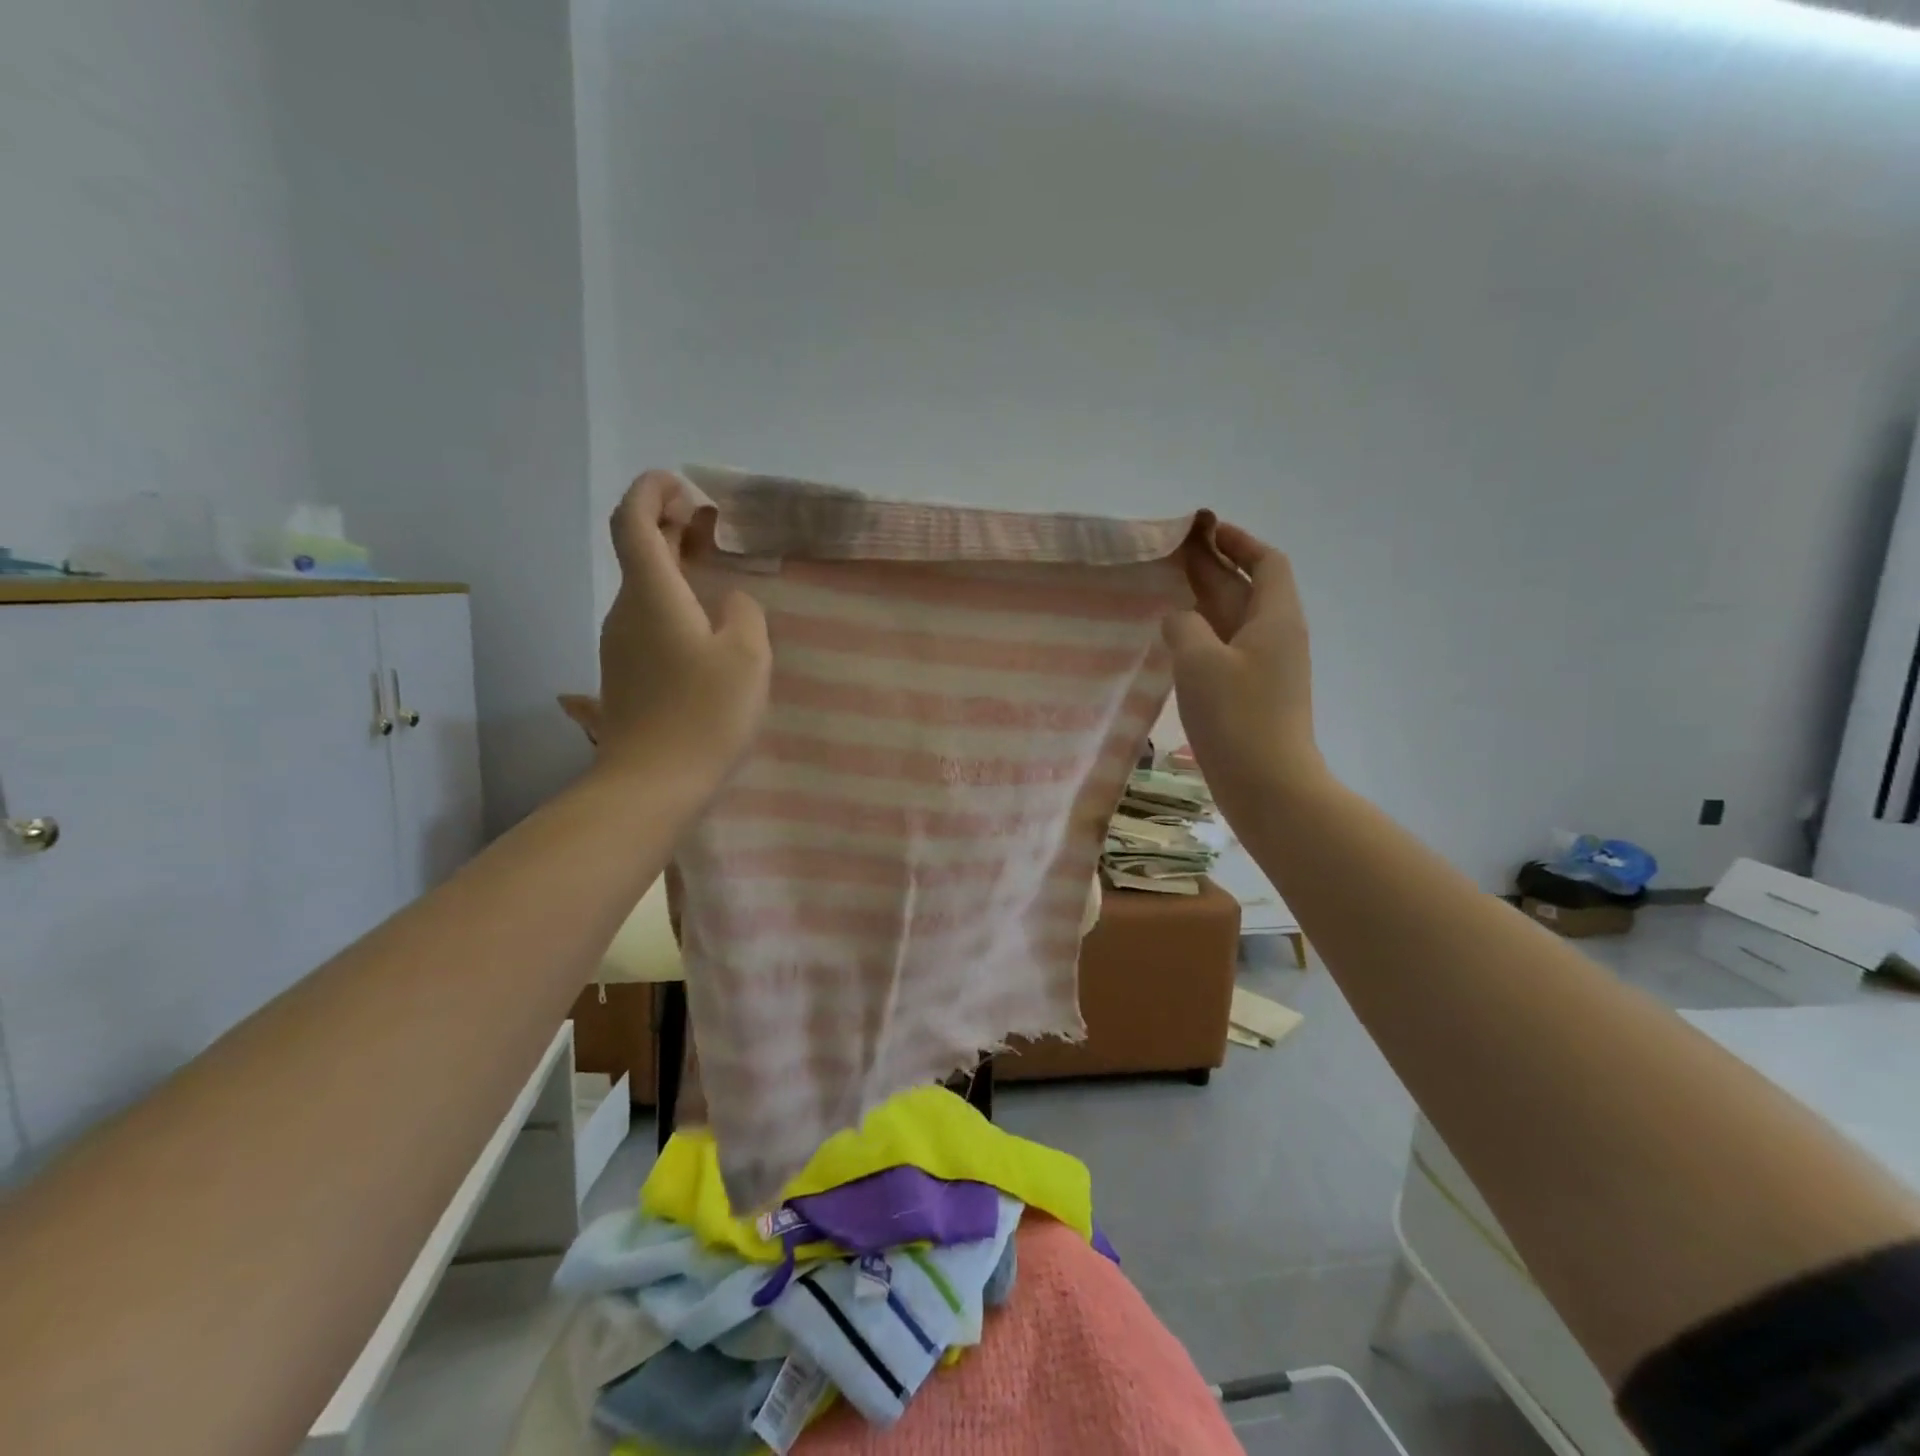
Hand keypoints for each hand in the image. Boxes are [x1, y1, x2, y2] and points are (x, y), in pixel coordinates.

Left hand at [596, 471, 769, 784]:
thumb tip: (729, 602)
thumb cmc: (704, 713)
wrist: (653, 783)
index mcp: (652, 595)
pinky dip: (674, 602)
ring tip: (716, 571)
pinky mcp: (628, 674)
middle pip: (639, 551)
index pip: (632, 521)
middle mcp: (627, 611)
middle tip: (711, 522)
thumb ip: (743, 613)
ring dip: (674, 566)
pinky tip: (707, 626)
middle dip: (670, 525)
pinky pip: (649, 620)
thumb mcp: (747, 655)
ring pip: (645, 588)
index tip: (681, 484)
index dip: (650, 491)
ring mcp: (621, 645)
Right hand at [1162, 523, 1323, 810]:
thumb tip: (1178, 618)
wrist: (1268, 785)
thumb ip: (1184, 627)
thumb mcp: (1199, 662)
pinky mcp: (1252, 693)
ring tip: (1168, 586)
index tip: (1206, 531)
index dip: (1239, 542)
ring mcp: (1266, 667)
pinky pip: (1227, 647)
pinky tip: (1176, 637)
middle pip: (1248, 587)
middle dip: (1215, 566)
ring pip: (1235, 618)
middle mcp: (1276, 636)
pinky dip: (1204, 632)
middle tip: (1173, 552)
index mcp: (1275, 618)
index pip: (1267, 563)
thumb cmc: (1237, 717)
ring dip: (1206, 598)